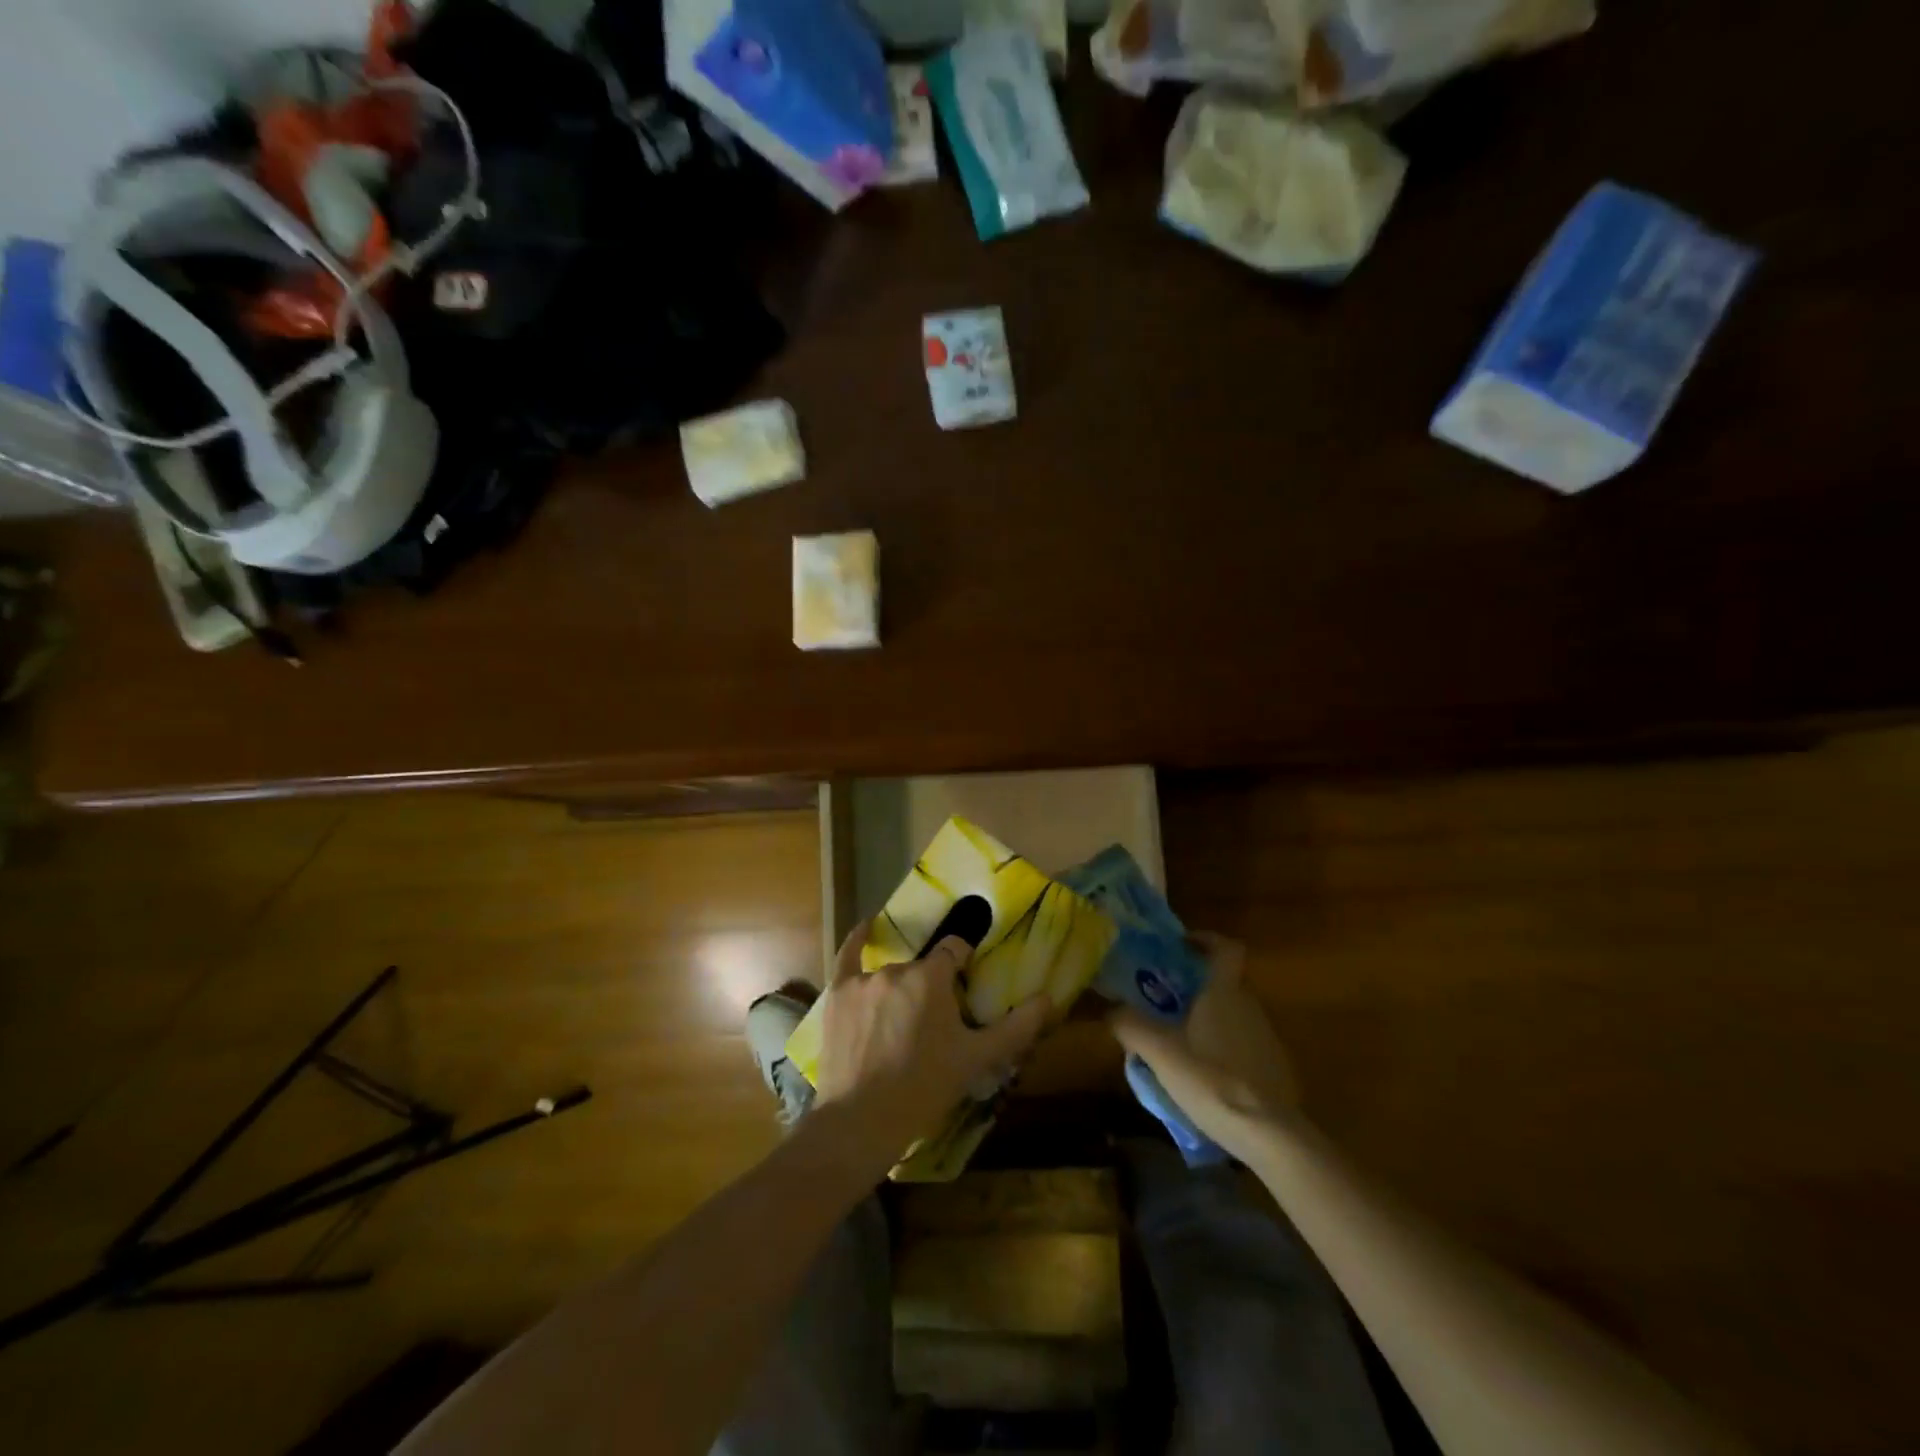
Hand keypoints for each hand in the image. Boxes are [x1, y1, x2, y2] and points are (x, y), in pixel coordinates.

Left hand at [814, 922, 1051, 1169]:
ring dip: (900, 990)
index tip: (965, 984)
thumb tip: (1048, 998)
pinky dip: (858, 941)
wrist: (862, 1120)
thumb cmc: (925, 1087)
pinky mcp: (838, 995)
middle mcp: (897, 968)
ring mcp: (863, 980)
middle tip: (934, 1024)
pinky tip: (865, 928)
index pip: (954, 950)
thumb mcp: (977, 1059)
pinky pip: (848, 957)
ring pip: (891, 973)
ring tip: (900, 1025)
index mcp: (931, 977)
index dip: (962, 963)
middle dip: (930, 988)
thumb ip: (1016, 1027)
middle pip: (921, 968)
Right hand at [1109, 933, 1300, 1158]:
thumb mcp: (1160, 1053)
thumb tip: (1111, 1010)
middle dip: (1198, 985)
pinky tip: (1204, 1073)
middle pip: (1226, 981)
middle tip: (1166, 997)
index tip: (1183, 944)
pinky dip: (1225, 1047)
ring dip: (1210, 1018)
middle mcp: (1250, 1006)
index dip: (1206, 940)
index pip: (1226, 948)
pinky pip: (1245, 1043)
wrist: (1270, 1135)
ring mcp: (1267, 1038)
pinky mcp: (1275, 1068)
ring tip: (1179, 1039)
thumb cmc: (1212, 1080)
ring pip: (1235, 1014)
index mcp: (1224, 993)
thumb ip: (1131, 1026)